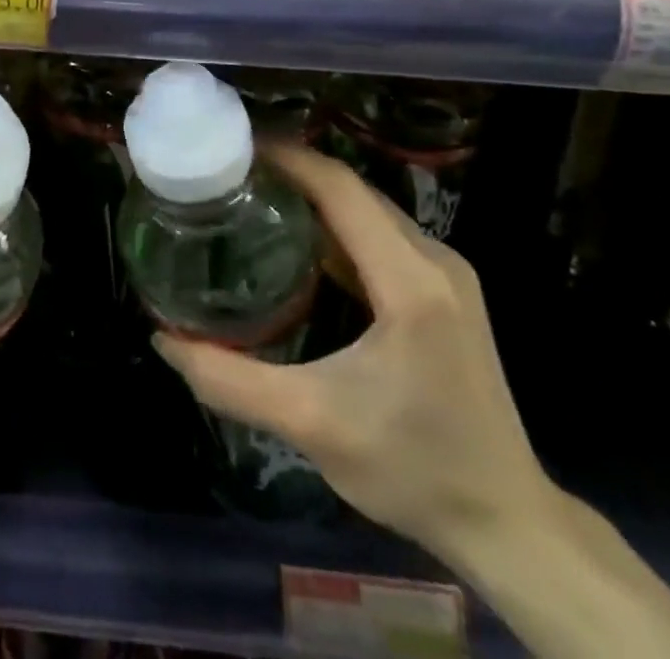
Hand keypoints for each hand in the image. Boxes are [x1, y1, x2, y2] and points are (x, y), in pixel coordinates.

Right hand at [152, 136, 556, 562]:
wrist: (507, 522)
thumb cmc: (413, 470)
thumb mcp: (310, 423)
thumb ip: (228, 380)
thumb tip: (162, 338)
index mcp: (409, 280)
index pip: (340, 188)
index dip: (286, 157)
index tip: (232, 147)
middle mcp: (434, 260)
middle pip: (352, 189)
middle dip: (292, 170)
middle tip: (230, 173)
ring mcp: (446, 273)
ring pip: (368, 209)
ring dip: (314, 195)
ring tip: (254, 196)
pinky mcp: (446, 291)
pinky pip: (382, 235)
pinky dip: (336, 225)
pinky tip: (299, 242)